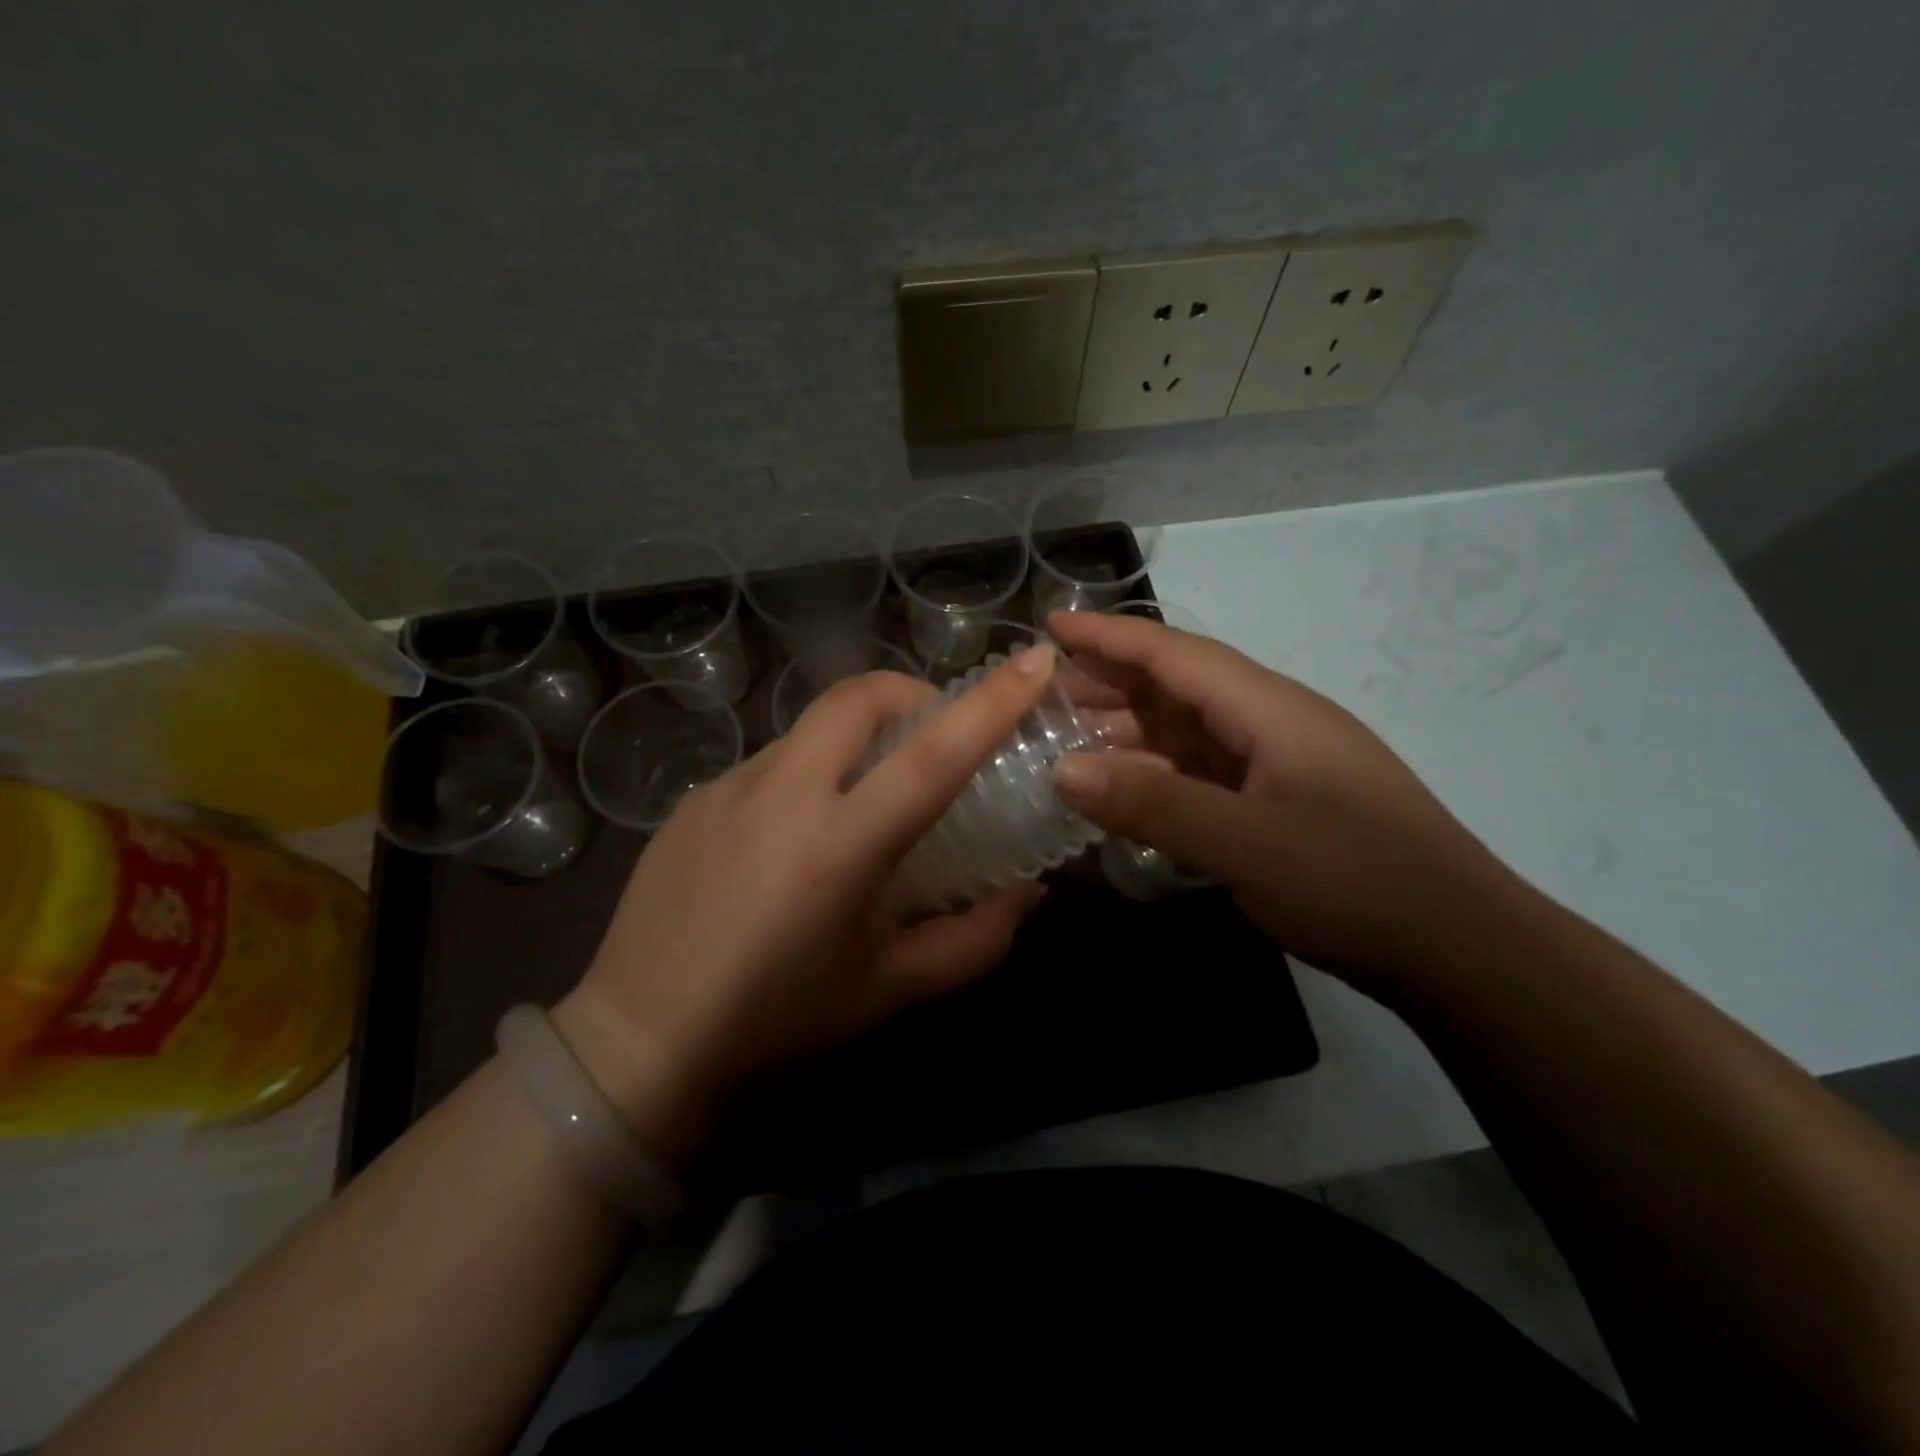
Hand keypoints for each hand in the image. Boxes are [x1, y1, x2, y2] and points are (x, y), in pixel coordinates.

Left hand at [554, 648, 1057, 1160]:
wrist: (640, 1039)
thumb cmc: (779, 1020)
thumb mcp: (890, 990)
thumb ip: (975, 941)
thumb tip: (1029, 893)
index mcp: (839, 847)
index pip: (933, 756)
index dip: (992, 703)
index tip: (1034, 661)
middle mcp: (781, 796)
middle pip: (859, 697)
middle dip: (912, 695)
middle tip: (934, 736)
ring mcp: (728, 788)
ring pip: (813, 729)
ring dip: (855, 742)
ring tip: (860, 801)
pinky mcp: (694, 798)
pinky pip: (770, 764)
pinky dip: (806, 775)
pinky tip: (793, 837)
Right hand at [1049, 611, 1513, 984]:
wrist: (1463, 951)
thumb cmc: (1359, 885)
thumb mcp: (1249, 846)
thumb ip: (1155, 804)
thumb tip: (1061, 769)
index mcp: (1270, 709)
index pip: (1175, 655)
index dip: (1109, 636)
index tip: (1050, 623)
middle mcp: (1273, 723)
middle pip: (1179, 686)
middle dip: (1110, 681)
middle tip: (1042, 693)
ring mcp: (1279, 764)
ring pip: (1189, 730)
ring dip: (1129, 728)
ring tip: (1067, 737)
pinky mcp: (1280, 803)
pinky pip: (1203, 771)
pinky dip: (1156, 771)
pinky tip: (1125, 787)